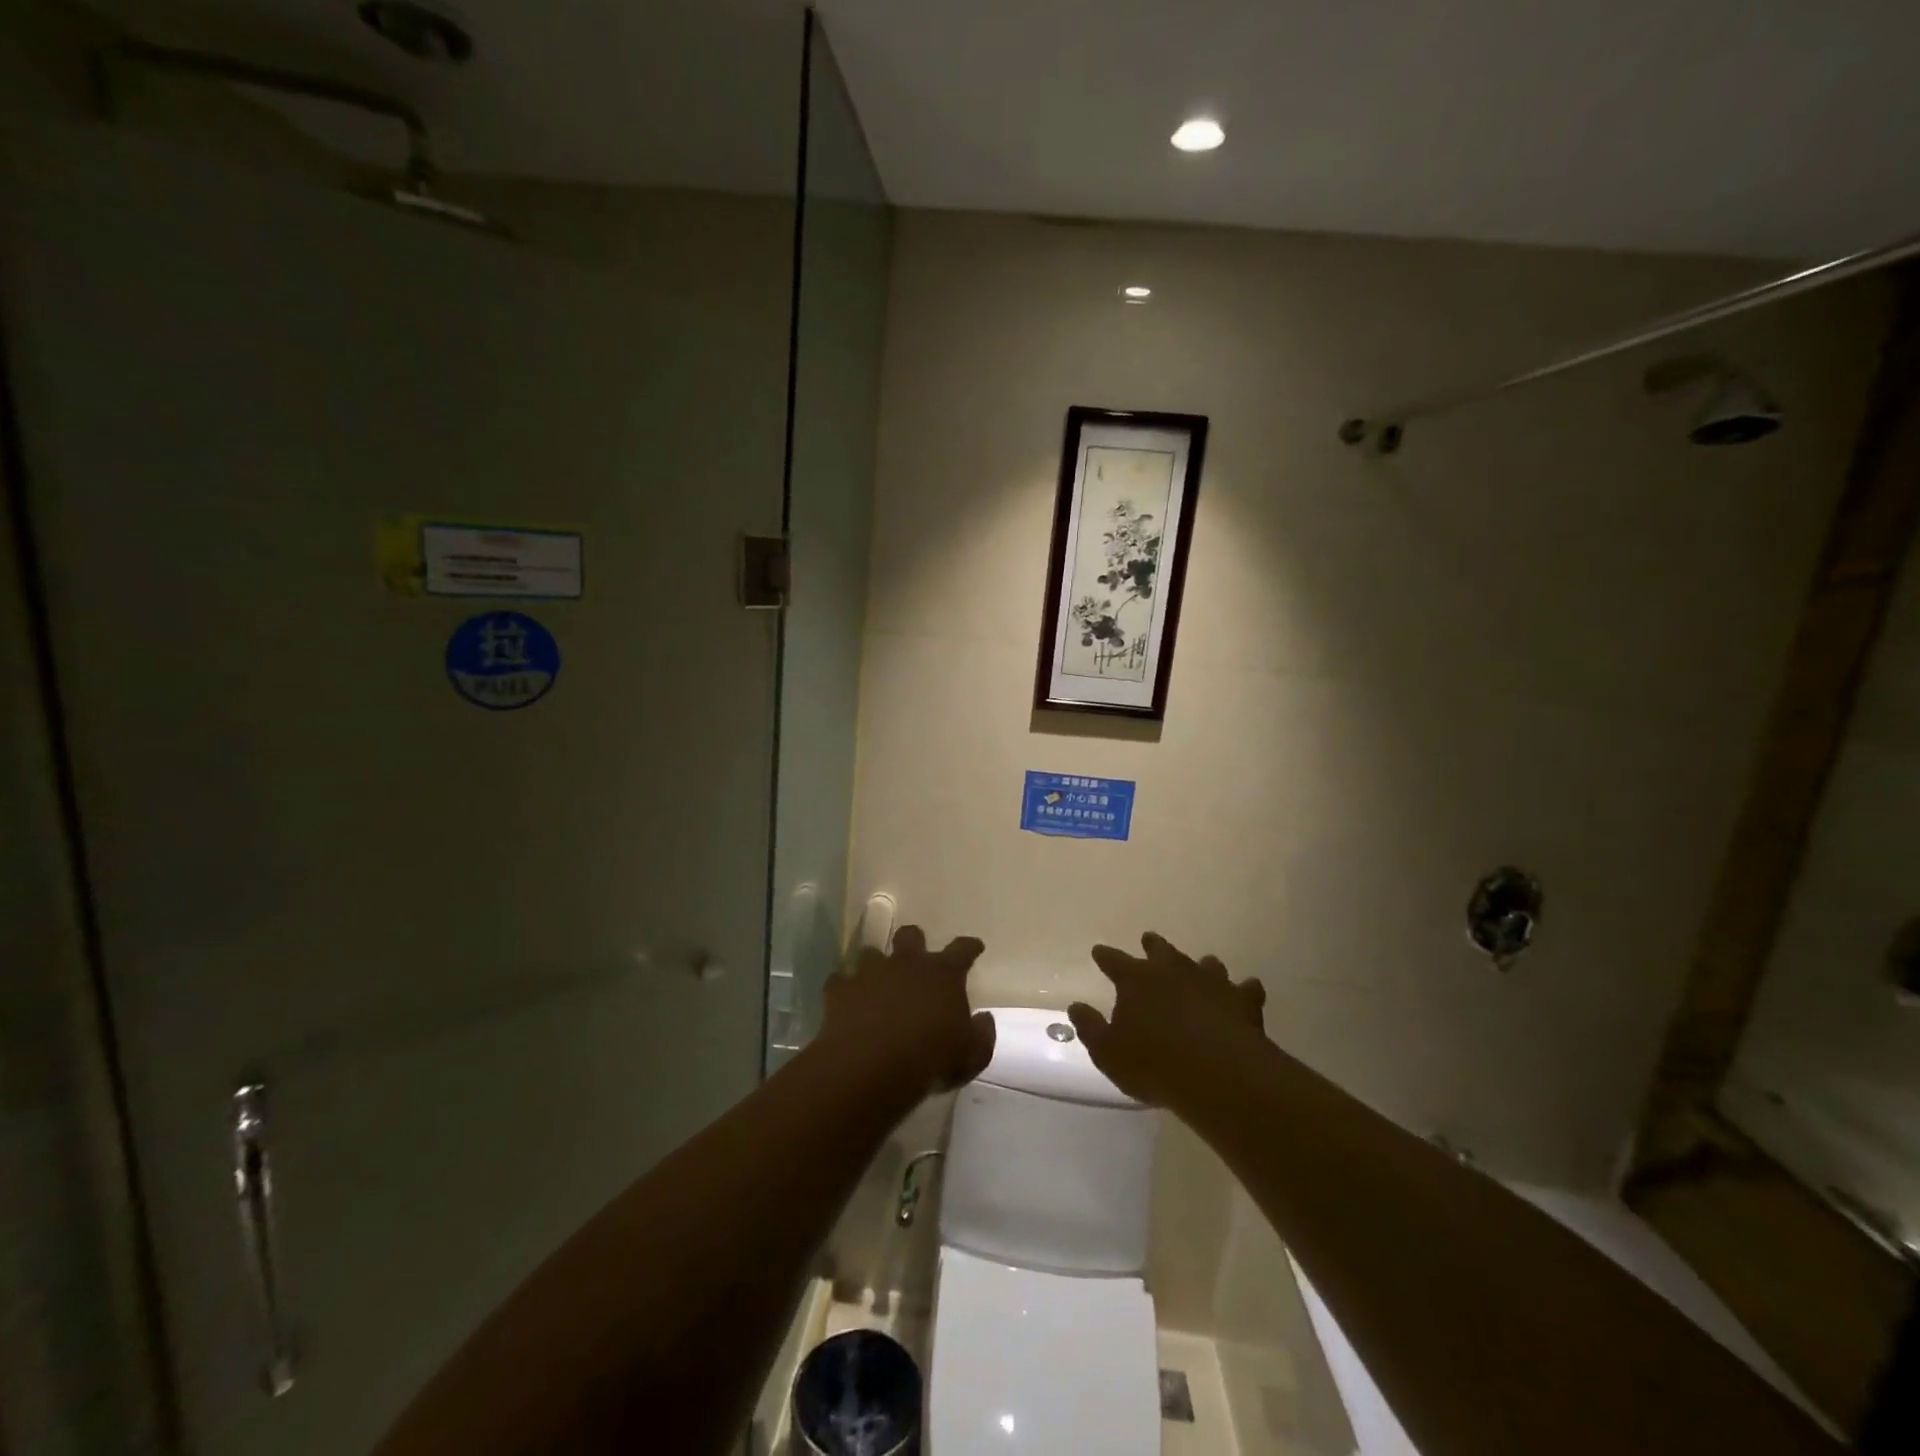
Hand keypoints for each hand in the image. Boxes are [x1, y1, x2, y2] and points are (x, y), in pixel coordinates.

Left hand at [819, 926, 995, 1097]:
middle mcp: (907, 964)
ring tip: (876, 980)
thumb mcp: (972, 1056)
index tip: (974, 946)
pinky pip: (840, 981)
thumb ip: (982, 1034)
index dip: (970, 946)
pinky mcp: (841, 990)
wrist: (871, 1067)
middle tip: (916, 957)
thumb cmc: (930, 1060)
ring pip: (871, 952)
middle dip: (914, 942)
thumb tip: (984, 1018)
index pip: (962, 949)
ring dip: (875, 964)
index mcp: (943, 974)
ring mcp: (871, 973)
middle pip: (911, 935)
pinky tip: (846, 1001)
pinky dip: (844, 988)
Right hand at [1068, 933, 1266, 1107]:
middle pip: (1160, 950)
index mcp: (1136, 979)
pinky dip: (1244, 989)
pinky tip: (1247, 989)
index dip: (1105, 956)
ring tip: (1202, 964)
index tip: (1099, 951)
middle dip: (1152, 945)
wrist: (1219, 1076)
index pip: (1114, 961)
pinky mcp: (1243, 1002)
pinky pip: (1246, 989)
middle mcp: (1173, 971)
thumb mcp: (1108, 1052)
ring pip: (1205, 964)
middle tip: (1148, 939)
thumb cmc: (1153, 1064)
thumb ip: (1091, 1027)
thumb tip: (1076, 1006)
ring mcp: (1211, 983)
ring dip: (1201, 965)